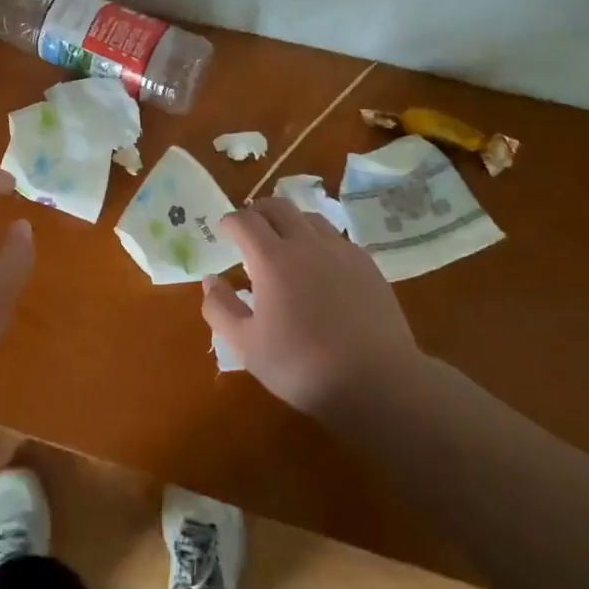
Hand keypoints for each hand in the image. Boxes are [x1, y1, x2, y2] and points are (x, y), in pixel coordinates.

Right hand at [202, 198, 423, 419]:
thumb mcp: (246, 345)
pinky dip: (319, 240)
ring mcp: (342, 252)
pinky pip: (337, 239)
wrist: (377, 382)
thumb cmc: (302, 365)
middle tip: (250, 227)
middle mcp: (307, 244)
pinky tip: (320, 265)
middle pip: (279, 207)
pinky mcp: (368, 266)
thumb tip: (210, 280)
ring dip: (291, 221)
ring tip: (285, 241)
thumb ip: (220, 308)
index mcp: (272, 259)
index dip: (230, 221)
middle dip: (258, 210)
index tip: (224, 230)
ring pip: (311, 218)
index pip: (245, 221)